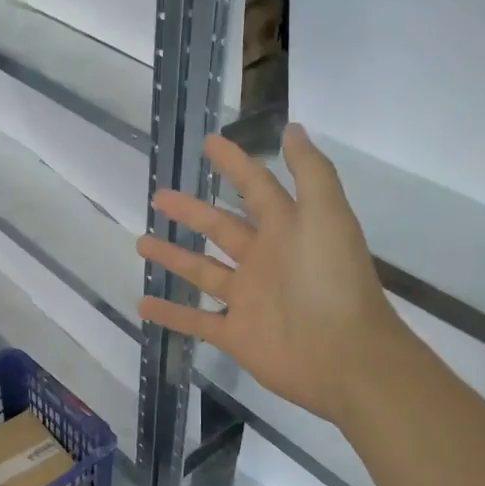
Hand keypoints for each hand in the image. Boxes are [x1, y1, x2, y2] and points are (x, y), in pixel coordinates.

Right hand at [137, 125, 403, 425]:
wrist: (344, 356)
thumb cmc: (333, 281)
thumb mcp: (327, 215)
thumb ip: (310, 172)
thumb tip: (292, 128)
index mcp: (287, 229)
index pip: (255, 187)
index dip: (234, 164)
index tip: (208, 143)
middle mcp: (264, 259)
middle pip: (220, 228)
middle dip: (191, 211)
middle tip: (158, 196)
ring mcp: (248, 299)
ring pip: (202, 271)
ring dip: (174, 258)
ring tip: (141, 243)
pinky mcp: (235, 334)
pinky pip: (196, 320)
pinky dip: (170, 313)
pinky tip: (143, 303)